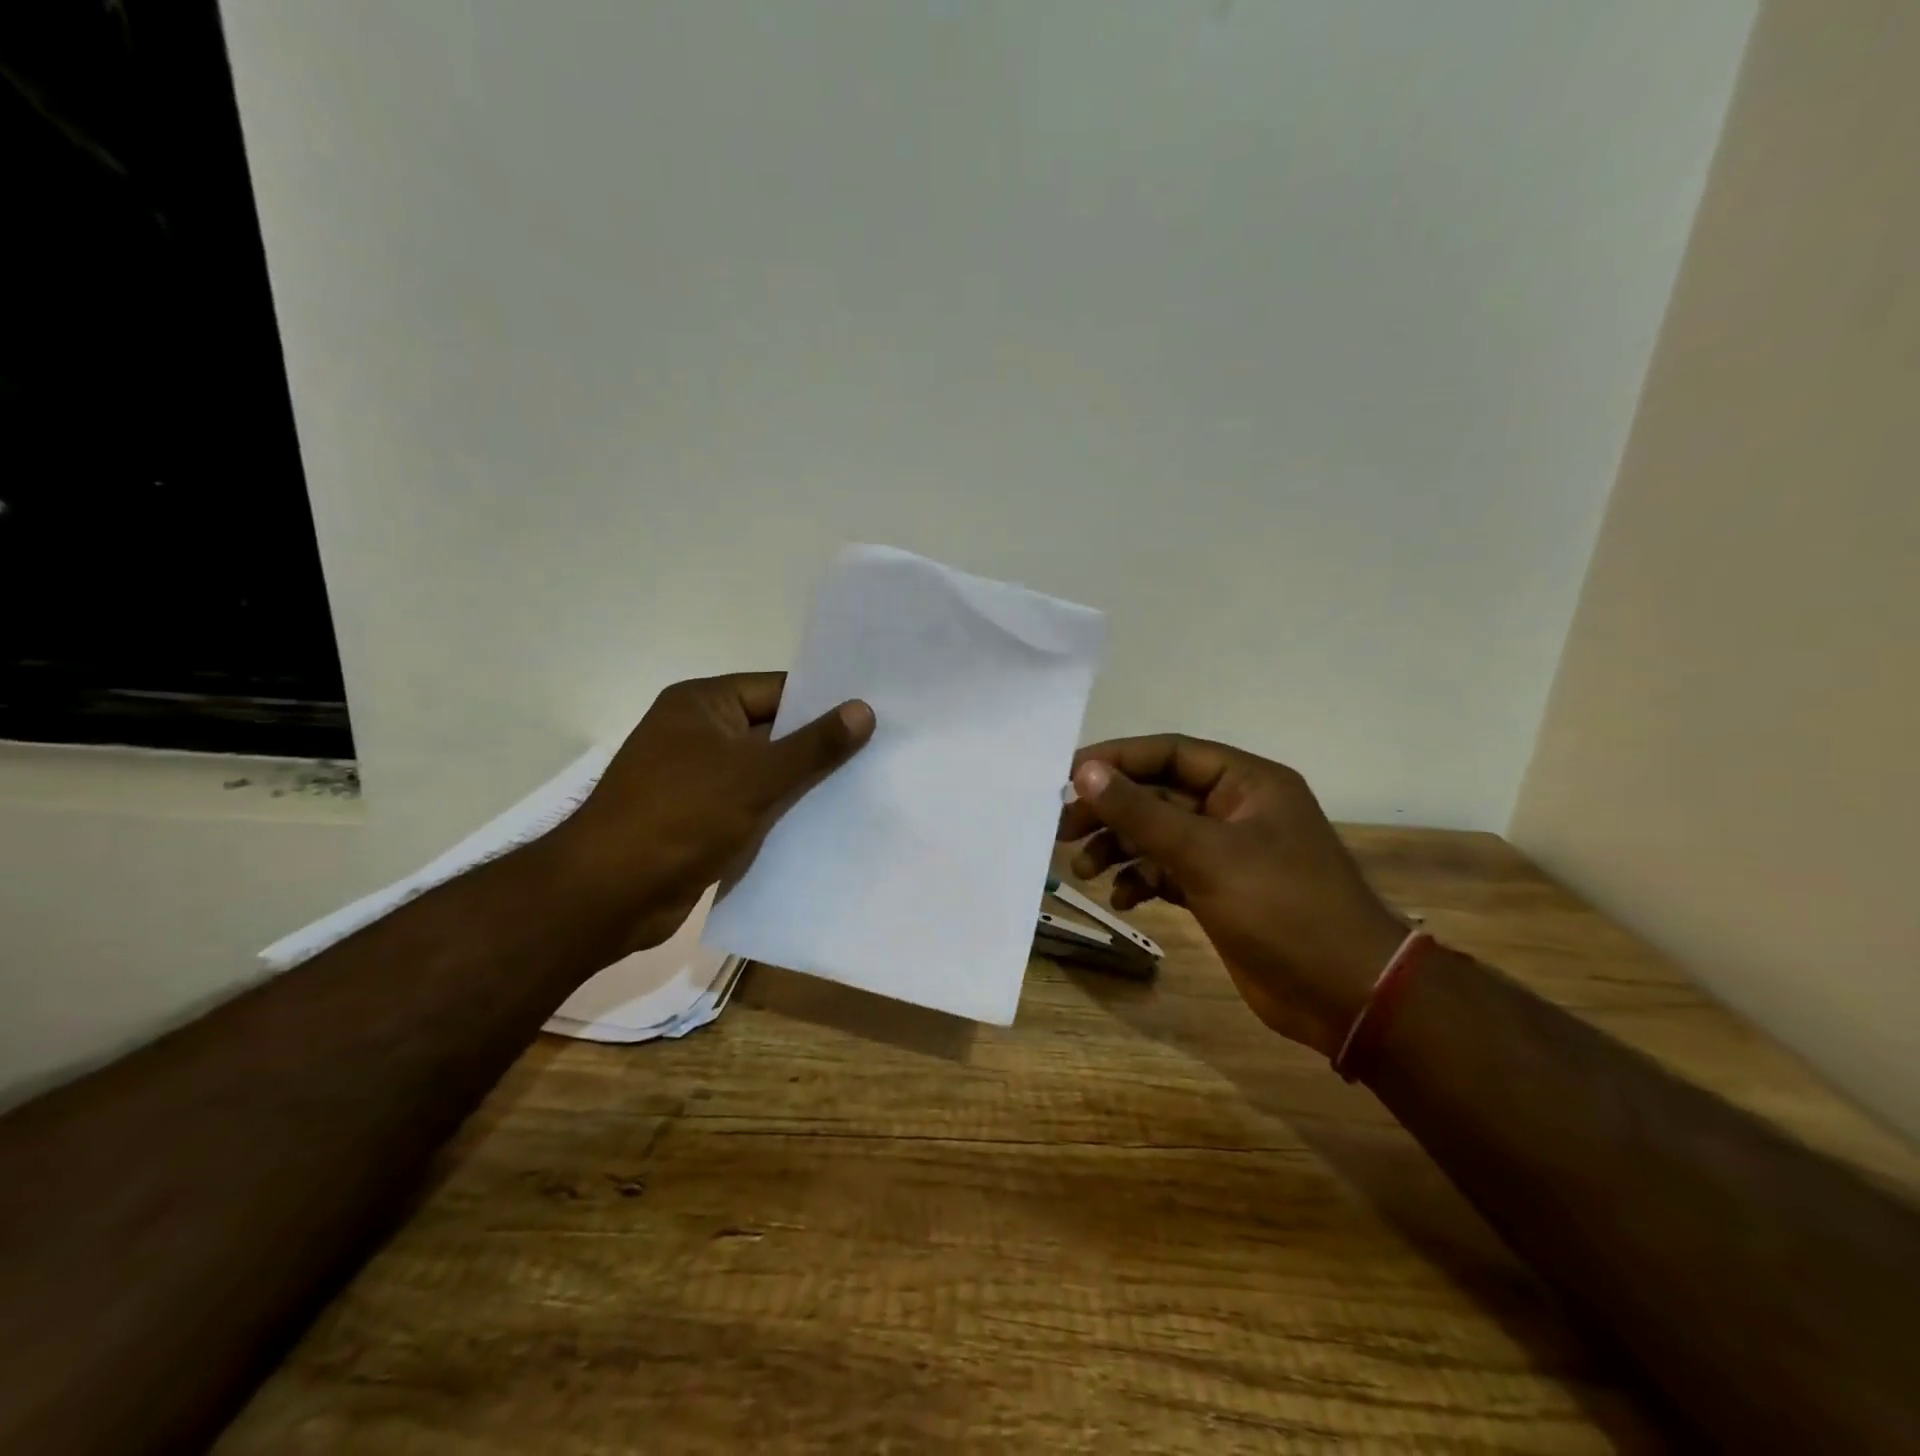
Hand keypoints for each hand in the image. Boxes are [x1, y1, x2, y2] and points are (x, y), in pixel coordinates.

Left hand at [553, 673, 873, 956]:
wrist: (609, 895)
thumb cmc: (680, 818)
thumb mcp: (756, 776)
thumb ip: (813, 745)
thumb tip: (864, 710)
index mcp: (702, 704)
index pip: (778, 690)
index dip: (826, 702)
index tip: (875, 715)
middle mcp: (698, 733)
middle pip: (774, 730)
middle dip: (820, 745)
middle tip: (881, 751)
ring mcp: (697, 778)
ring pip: (766, 771)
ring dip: (804, 782)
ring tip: (866, 786)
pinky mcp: (700, 818)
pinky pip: (753, 804)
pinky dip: (783, 811)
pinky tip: (827, 822)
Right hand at [1057, 735, 1406, 1057]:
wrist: (1345, 995)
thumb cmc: (1283, 909)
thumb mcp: (1207, 854)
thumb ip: (1142, 812)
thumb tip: (1085, 772)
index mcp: (1246, 782)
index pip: (1169, 753)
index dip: (1116, 759)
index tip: (1066, 775)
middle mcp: (1236, 809)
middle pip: (1157, 794)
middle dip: (1110, 810)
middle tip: (1062, 829)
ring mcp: (1228, 853)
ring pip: (1158, 835)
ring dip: (1119, 848)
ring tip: (1083, 870)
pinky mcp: (1220, 891)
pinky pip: (1168, 872)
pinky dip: (1141, 880)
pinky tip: (1122, 898)